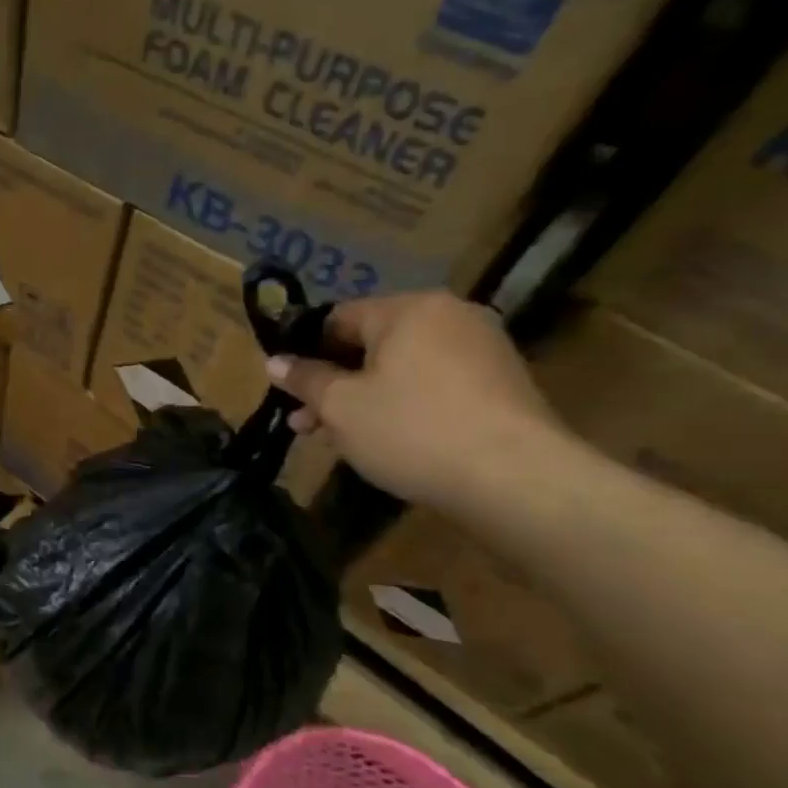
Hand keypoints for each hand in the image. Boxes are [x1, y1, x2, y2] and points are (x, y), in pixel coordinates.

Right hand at [267, 292, 564, 508]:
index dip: (305, 352)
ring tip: (336, 440)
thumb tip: (274, 361)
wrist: (513, 478)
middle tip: (304, 423)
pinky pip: (432, 385)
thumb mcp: (340, 406)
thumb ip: (305, 379)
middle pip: (370, 345)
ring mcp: (482, 349)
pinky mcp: (501, 384)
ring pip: (400, 368)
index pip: (338, 318)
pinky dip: (402, 406)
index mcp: (409, 309)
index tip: (286, 389)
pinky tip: (385, 440)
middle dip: (332, 383)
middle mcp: (450, 316)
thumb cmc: (411, 430)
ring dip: (362, 399)